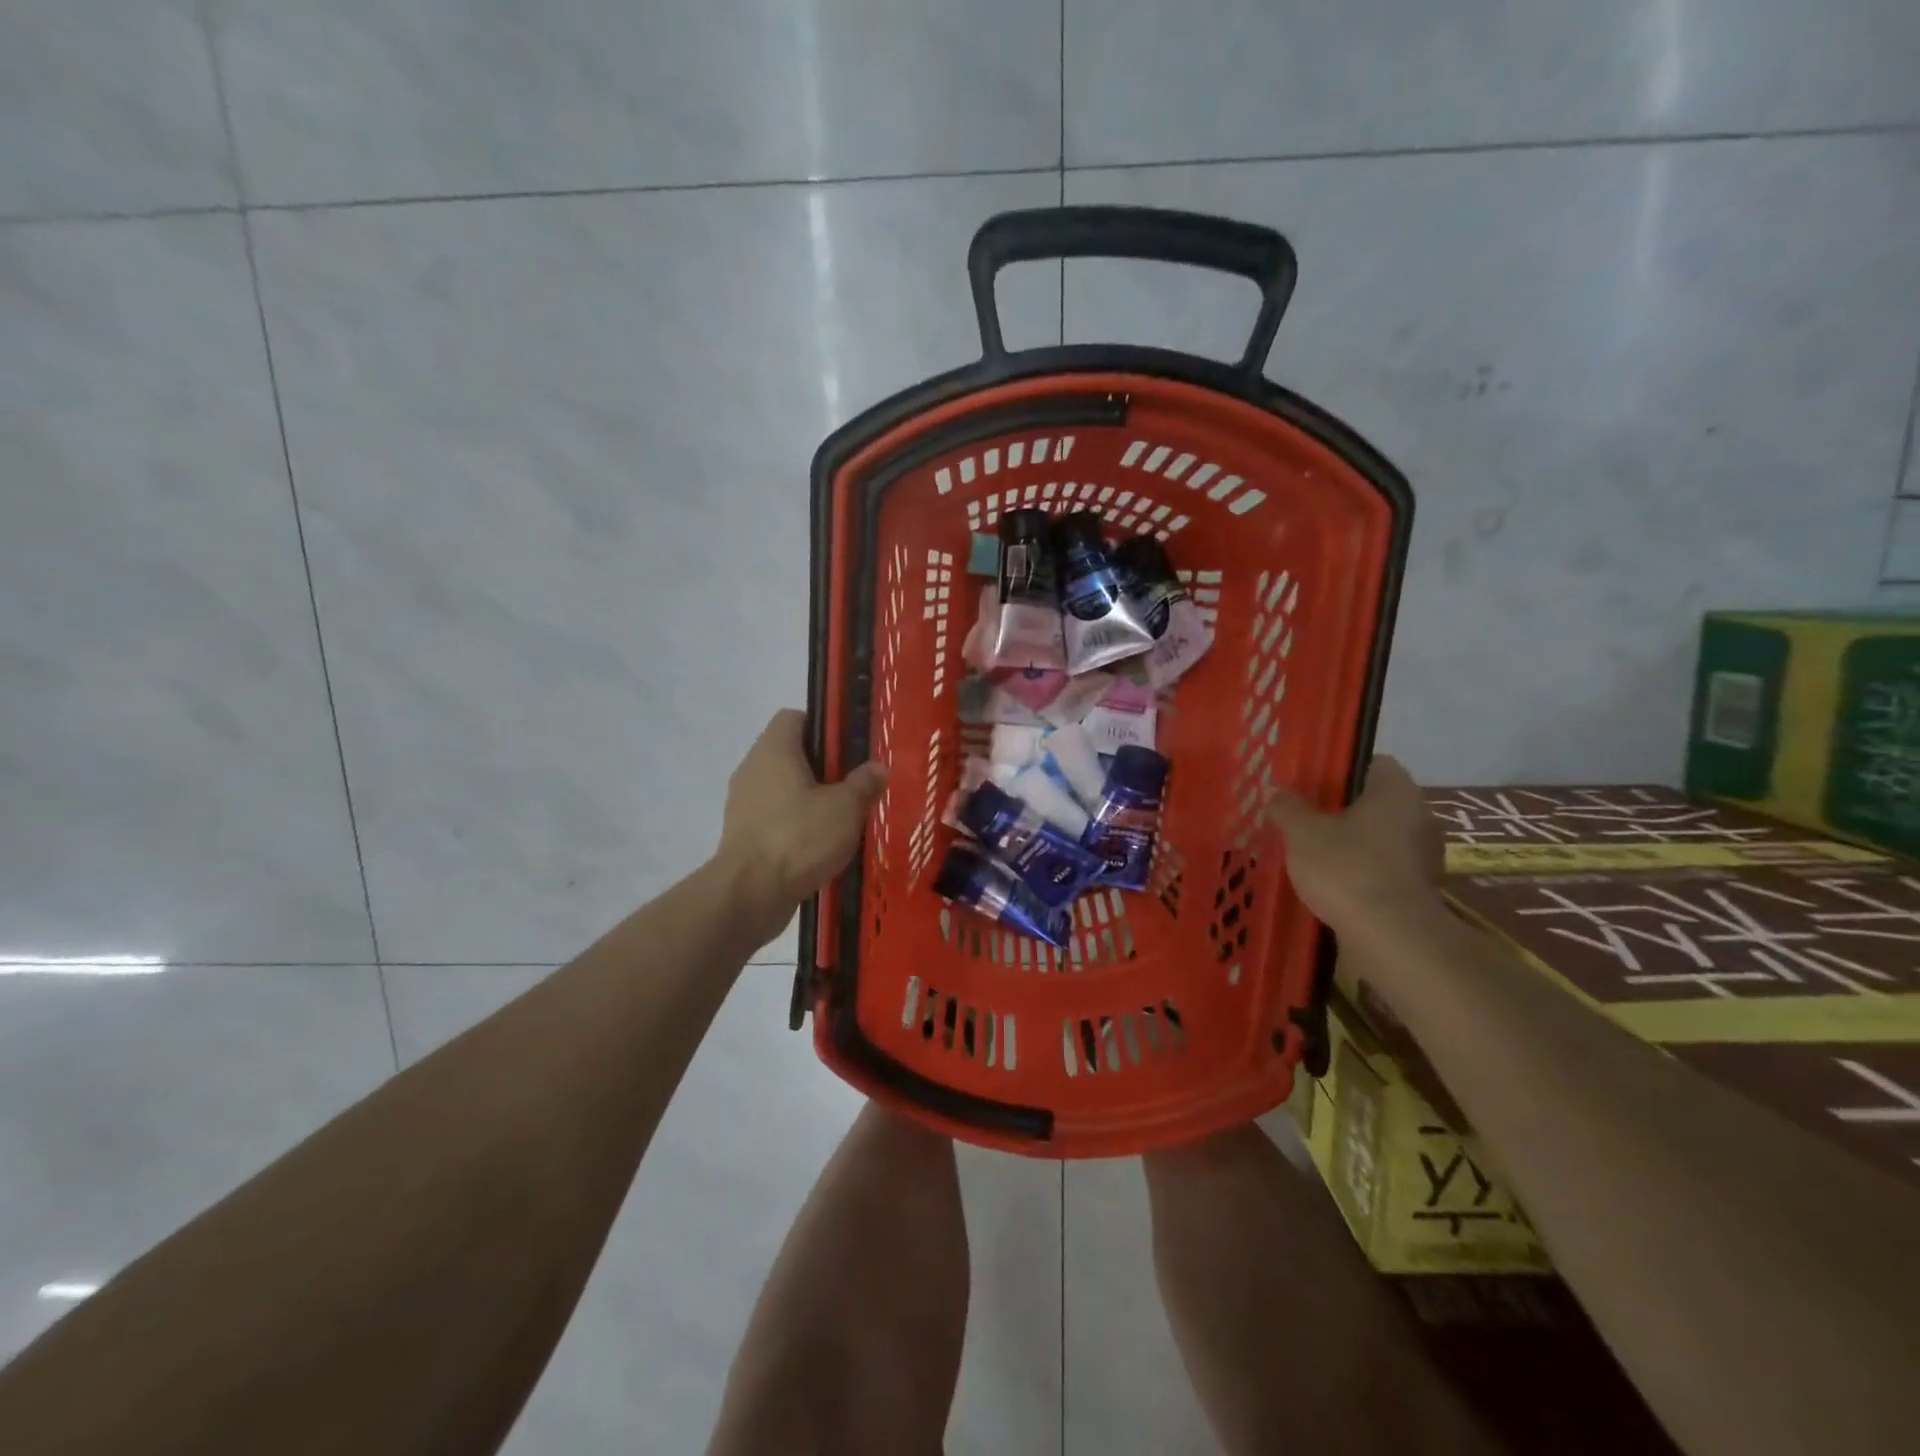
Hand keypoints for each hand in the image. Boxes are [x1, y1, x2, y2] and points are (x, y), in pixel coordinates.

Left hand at [715, 709, 888, 940]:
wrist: (749, 894)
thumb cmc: (798, 837)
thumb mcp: (845, 808)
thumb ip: (864, 783)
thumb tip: (877, 767)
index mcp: (774, 750)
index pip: (794, 717)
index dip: (823, 727)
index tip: (849, 748)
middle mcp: (753, 769)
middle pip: (790, 754)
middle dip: (823, 768)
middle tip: (855, 785)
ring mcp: (743, 804)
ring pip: (782, 789)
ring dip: (809, 799)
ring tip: (842, 819)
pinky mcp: (742, 835)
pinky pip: (775, 819)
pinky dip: (795, 826)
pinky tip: (821, 845)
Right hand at [1269, 756, 1444, 933]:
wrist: (1391, 937)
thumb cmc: (1346, 868)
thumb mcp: (1302, 833)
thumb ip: (1288, 808)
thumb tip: (1277, 791)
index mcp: (1396, 791)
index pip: (1373, 763)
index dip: (1341, 769)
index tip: (1312, 784)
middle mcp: (1420, 815)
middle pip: (1376, 801)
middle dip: (1343, 808)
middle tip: (1306, 817)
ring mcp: (1425, 854)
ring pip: (1381, 835)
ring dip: (1353, 841)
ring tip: (1314, 852)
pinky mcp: (1421, 888)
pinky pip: (1385, 866)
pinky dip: (1362, 869)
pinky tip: (1333, 882)